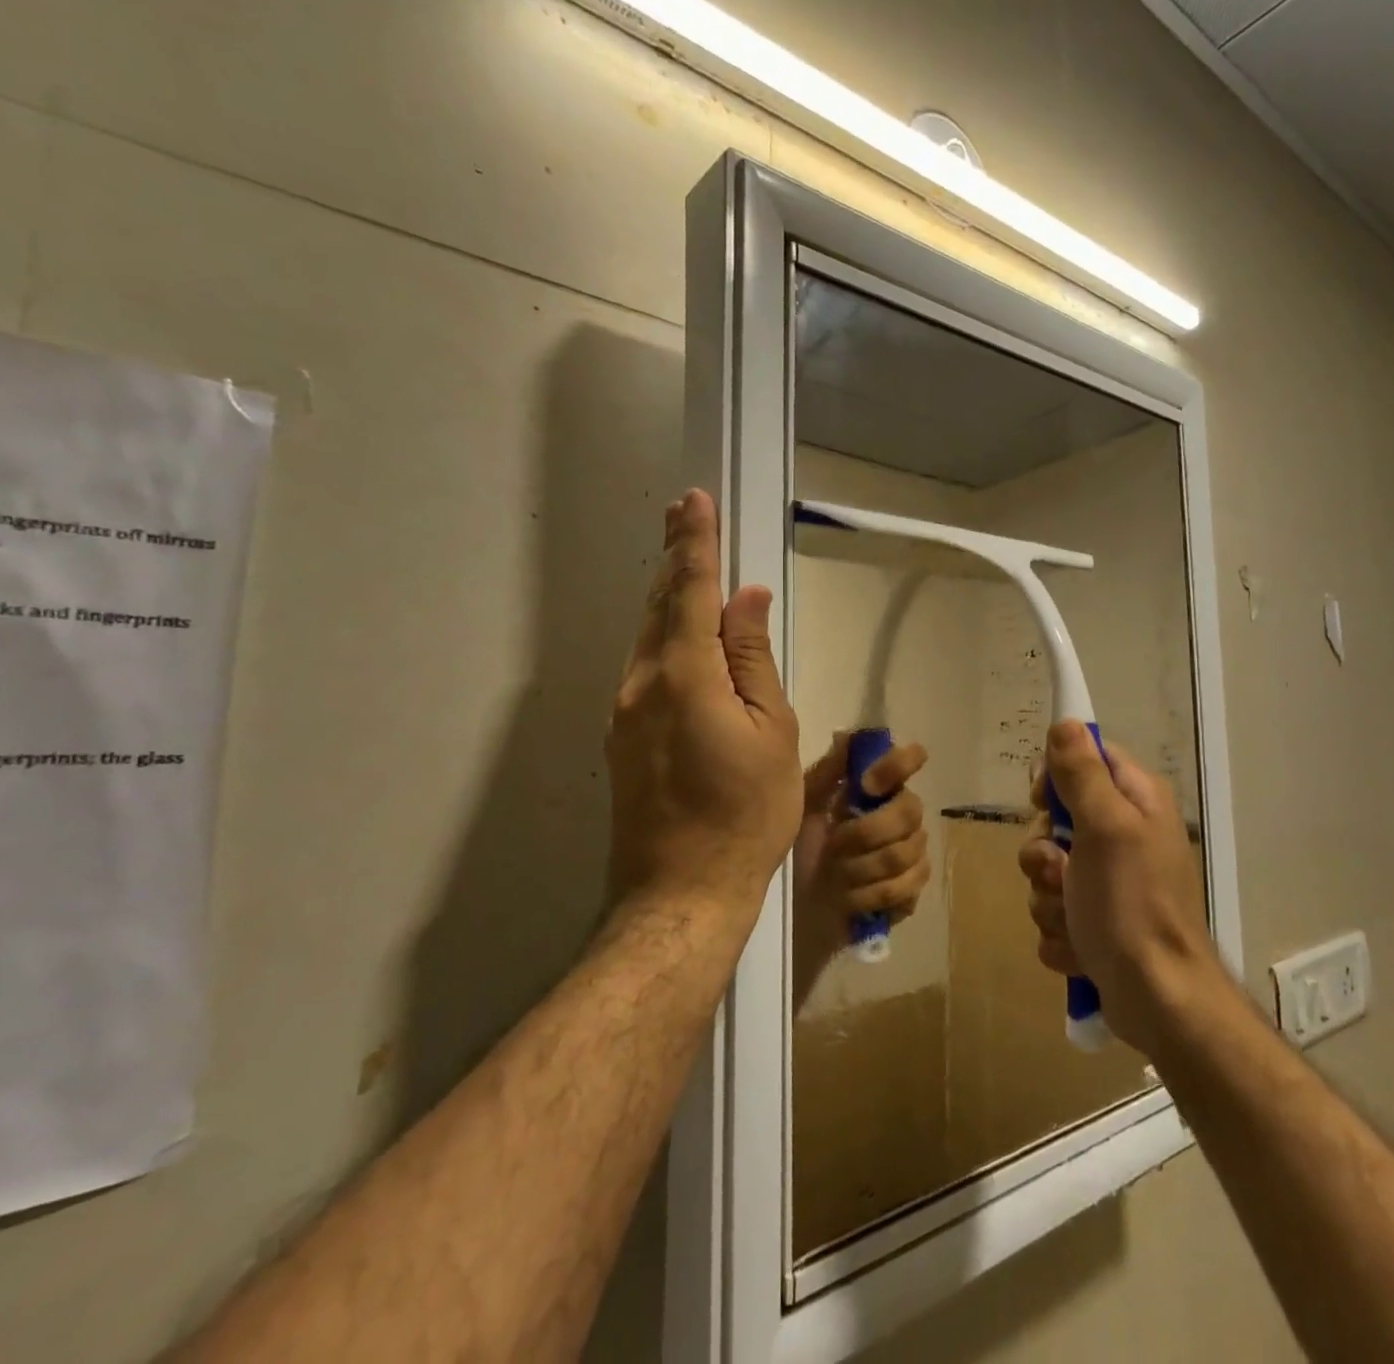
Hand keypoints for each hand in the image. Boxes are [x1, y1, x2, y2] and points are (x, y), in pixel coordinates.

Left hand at [606, 491, 801, 913]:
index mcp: (683, 674)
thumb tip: (747, 600)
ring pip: (648, 638)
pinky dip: (665, 640)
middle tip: (685, 518)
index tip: (693, 502)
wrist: (681, 891)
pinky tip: (684, 641)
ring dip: (669, 600)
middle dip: (675, 560)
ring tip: (689, 571)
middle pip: (659, 607)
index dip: (694, 542)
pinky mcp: (623, 738)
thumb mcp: (770, 730)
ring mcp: (624, 713)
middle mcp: (641, 683)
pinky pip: (645, 670)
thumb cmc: (745, 812)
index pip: (688, 590)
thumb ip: (753, 658)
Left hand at [794, 733, 931, 957]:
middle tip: (834, 845)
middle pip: (910, 810)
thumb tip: (846, 736)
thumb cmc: (804, 846)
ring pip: (905, 852)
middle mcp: (903, 812)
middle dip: (866, 832)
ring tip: (836, 874)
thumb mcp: (804, 806)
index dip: (896, 766)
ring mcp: (914, 850)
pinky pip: (906, 886)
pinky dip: (870, 894)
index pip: (909, 759)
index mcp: (879, 787)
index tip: (867, 785)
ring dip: (862, 868)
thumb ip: (826, 773)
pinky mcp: (914, 887)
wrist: (802, 901)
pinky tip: (850, 897)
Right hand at [1018, 720, 1221, 1054]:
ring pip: (1046, 870)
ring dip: (1049, 898)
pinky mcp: (1094, 921)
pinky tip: (1081, 947)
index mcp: (1135, 801)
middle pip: (1054, 819)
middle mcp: (1123, 834)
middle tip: (1062, 872)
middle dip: (1044, 853)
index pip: (1085, 758)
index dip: (1055, 776)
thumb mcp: (1106, 827)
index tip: (1043, 801)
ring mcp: (1108, 881)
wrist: (1158, 999)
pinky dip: (1060, 931)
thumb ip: (1082, 773)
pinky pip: (1053, 910)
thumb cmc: (1133, 904)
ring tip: (1076, 920)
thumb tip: (1066, 721)